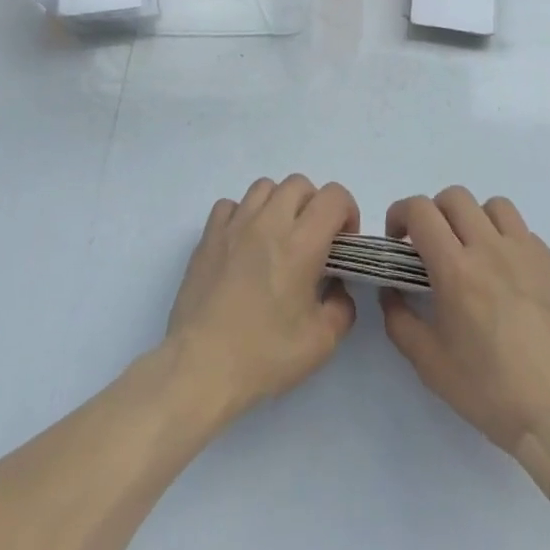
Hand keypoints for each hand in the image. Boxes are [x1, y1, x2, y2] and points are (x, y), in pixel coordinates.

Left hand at [165, 175, 359, 420]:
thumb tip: (336, 286)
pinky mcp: (208, 235)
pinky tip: (245, 244)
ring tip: (278, 238)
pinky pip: (231, 205)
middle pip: (299, 183)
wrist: (202, 366)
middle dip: (314, 205)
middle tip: (313, 241)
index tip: (343, 243)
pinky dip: (244, 215)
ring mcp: (235, 225)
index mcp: (301, 244)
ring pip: (264, 187)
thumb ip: (342, 306)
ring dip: (279, 204)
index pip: (334, 197)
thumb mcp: (321, 342)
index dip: (347, 213)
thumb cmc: (265, 355)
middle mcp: (268, 222)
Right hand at [380, 187, 549, 496]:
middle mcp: (492, 249)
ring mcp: (530, 255)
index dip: (401, 214)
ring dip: (475, 220)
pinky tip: (510, 281)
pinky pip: (527, 236)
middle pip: (456, 197)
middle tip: (433, 246)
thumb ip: (399, 319)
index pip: (421, 210)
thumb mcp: (429, 363)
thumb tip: (392, 289)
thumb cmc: (490, 393)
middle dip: (435, 213)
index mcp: (456, 269)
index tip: (399, 239)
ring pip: (496, 207)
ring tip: (474, 253)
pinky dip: (509, 245)